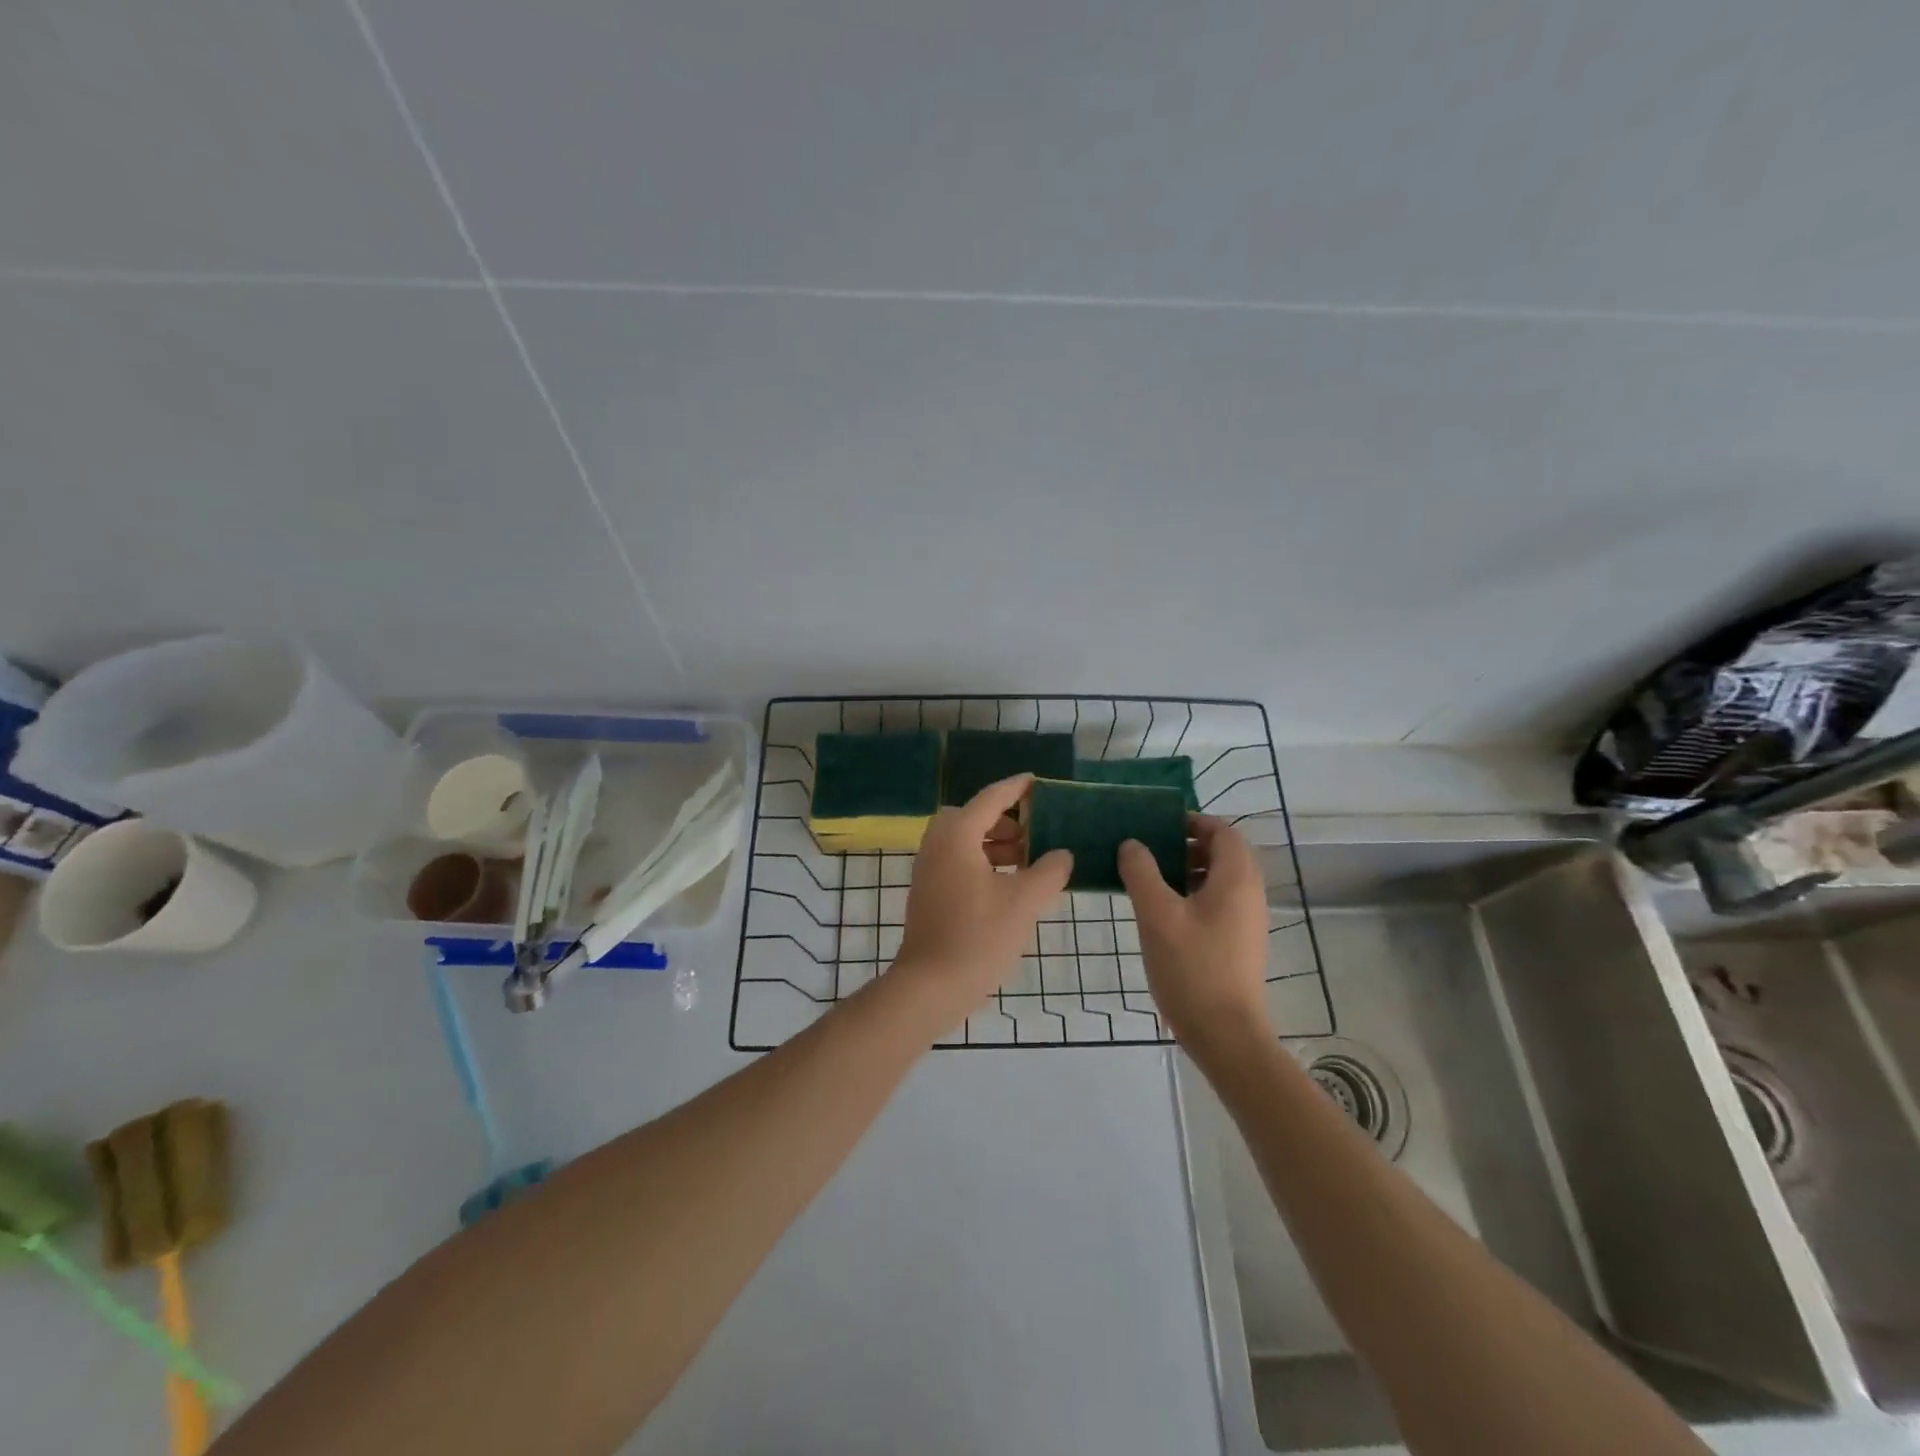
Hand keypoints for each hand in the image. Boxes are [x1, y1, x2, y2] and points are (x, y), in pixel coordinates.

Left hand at [894, 775, 1072, 1025]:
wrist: (930, 986)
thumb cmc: (979, 937)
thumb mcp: (1024, 902)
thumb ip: (1049, 871)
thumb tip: (1062, 854)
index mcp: (957, 836)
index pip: (991, 798)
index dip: (1016, 788)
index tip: (1038, 782)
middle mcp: (937, 844)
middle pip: (973, 816)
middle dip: (1005, 819)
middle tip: (1035, 830)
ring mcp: (928, 869)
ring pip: (964, 840)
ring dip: (994, 842)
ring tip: (1028, 859)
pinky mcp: (928, 892)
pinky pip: (957, 860)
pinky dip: (982, 861)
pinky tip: (1008, 884)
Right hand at [1119, 816, 1271, 1061]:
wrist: (1225, 1034)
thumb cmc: (1192, 968)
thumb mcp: (1157, 915)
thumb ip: (1142, 872)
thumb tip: (1132, 844)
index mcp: (1236, 880)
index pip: (1224, 832)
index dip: (1194, 821)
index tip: (1159, 826)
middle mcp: (1249, 894)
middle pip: (1225, 853)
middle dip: (1189, 844)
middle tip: (1152, 851)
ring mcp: (1248, 921)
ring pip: (1222, 879)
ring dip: (1190, 870)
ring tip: (1152, 880)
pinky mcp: (1240, 942)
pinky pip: (1220, 902)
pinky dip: (1195, 894)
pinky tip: (1165, 913)